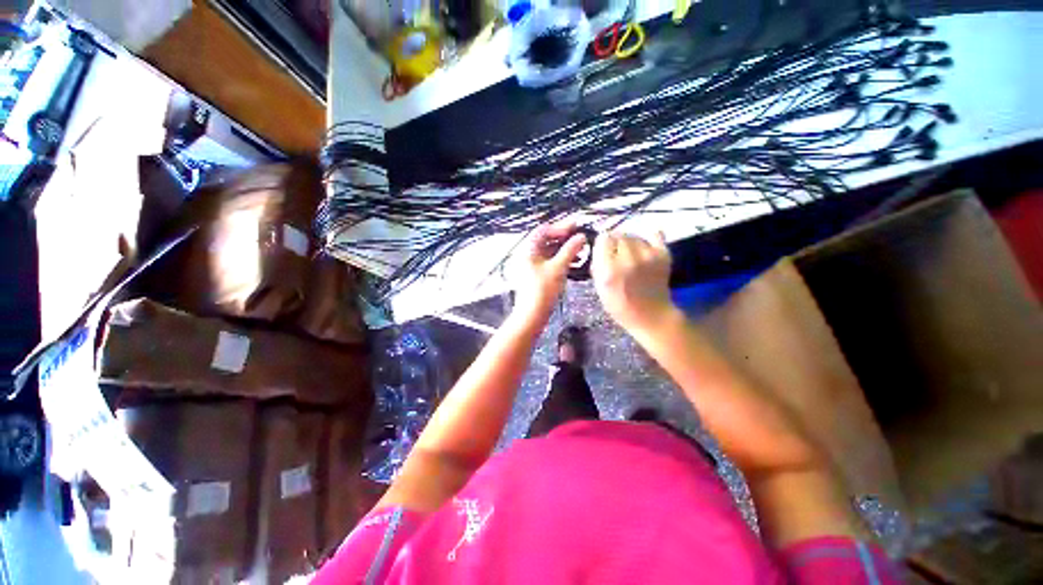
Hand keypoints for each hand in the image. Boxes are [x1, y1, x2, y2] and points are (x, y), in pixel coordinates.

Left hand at [515, 222, 586, 313]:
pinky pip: (551, 262)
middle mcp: (529, 255)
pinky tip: (575, 264)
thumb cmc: (542, 290)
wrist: (532, 314)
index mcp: (528, 250)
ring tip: (581, 251)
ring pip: (550, 252)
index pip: (544, 230)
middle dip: (565, 239)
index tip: (576, 227)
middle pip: (547, 240)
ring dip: (565, 250)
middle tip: (581, 238)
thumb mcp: (558, 268)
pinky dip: (562, 260)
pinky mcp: (538, 275)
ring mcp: (533, 265)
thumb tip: (581, 237)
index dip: (560, 227)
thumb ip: (570, 250)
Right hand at [591, 231, 676, 335]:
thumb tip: (600, 246)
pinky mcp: (663, 254)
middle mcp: (628, 260)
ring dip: (630, 242)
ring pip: (634, 235)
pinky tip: (644, 248)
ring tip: (631, 255)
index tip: (603, 251)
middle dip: (615, 242)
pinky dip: (648, 238)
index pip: (603, 239)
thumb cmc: (620, 305)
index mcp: (610, 270)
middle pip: (619, 235)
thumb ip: (598, 265)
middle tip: (617, 254)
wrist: (651, 315)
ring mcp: (648, 256)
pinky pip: (655, 234)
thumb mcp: (600, 287)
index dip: (602, 244)